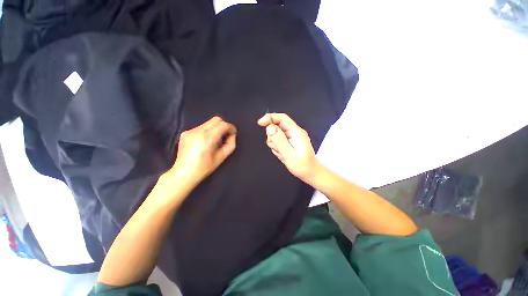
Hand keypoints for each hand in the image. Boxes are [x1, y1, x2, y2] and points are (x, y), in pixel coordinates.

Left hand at [170, 116, 236, 186]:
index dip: (231, 127)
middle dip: (224, 126)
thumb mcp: (222, 157)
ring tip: (214, 141)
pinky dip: (207, 132)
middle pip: (216, 119)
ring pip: (208, 123)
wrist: (184, 173)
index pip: (223, 125)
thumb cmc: (205, 167)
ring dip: (215, 129)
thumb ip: (231, 144)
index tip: (233, 133)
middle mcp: (198, 131)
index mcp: (208, 138)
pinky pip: (200, 127)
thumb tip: (232, 135)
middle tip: (225, 136)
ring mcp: (190, 131)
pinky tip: (204, 142)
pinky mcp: (185, 133)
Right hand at [257, 113, 319, 181]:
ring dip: (275, 144)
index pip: (282, 118)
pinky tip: (283, 154)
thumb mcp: (288, 153)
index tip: (260, 123)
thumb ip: (279, 140)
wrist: (310, 173)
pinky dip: (277, 148)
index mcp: (296, 132)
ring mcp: (291, 137)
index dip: (270, 118)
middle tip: (279, 149)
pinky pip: (277, 142)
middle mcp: (293, 132)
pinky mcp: (289, 142)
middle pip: (276, 127)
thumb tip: (269, 127)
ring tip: (282, 153)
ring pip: (275, 135)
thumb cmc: (302, 165)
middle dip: (273, 138)